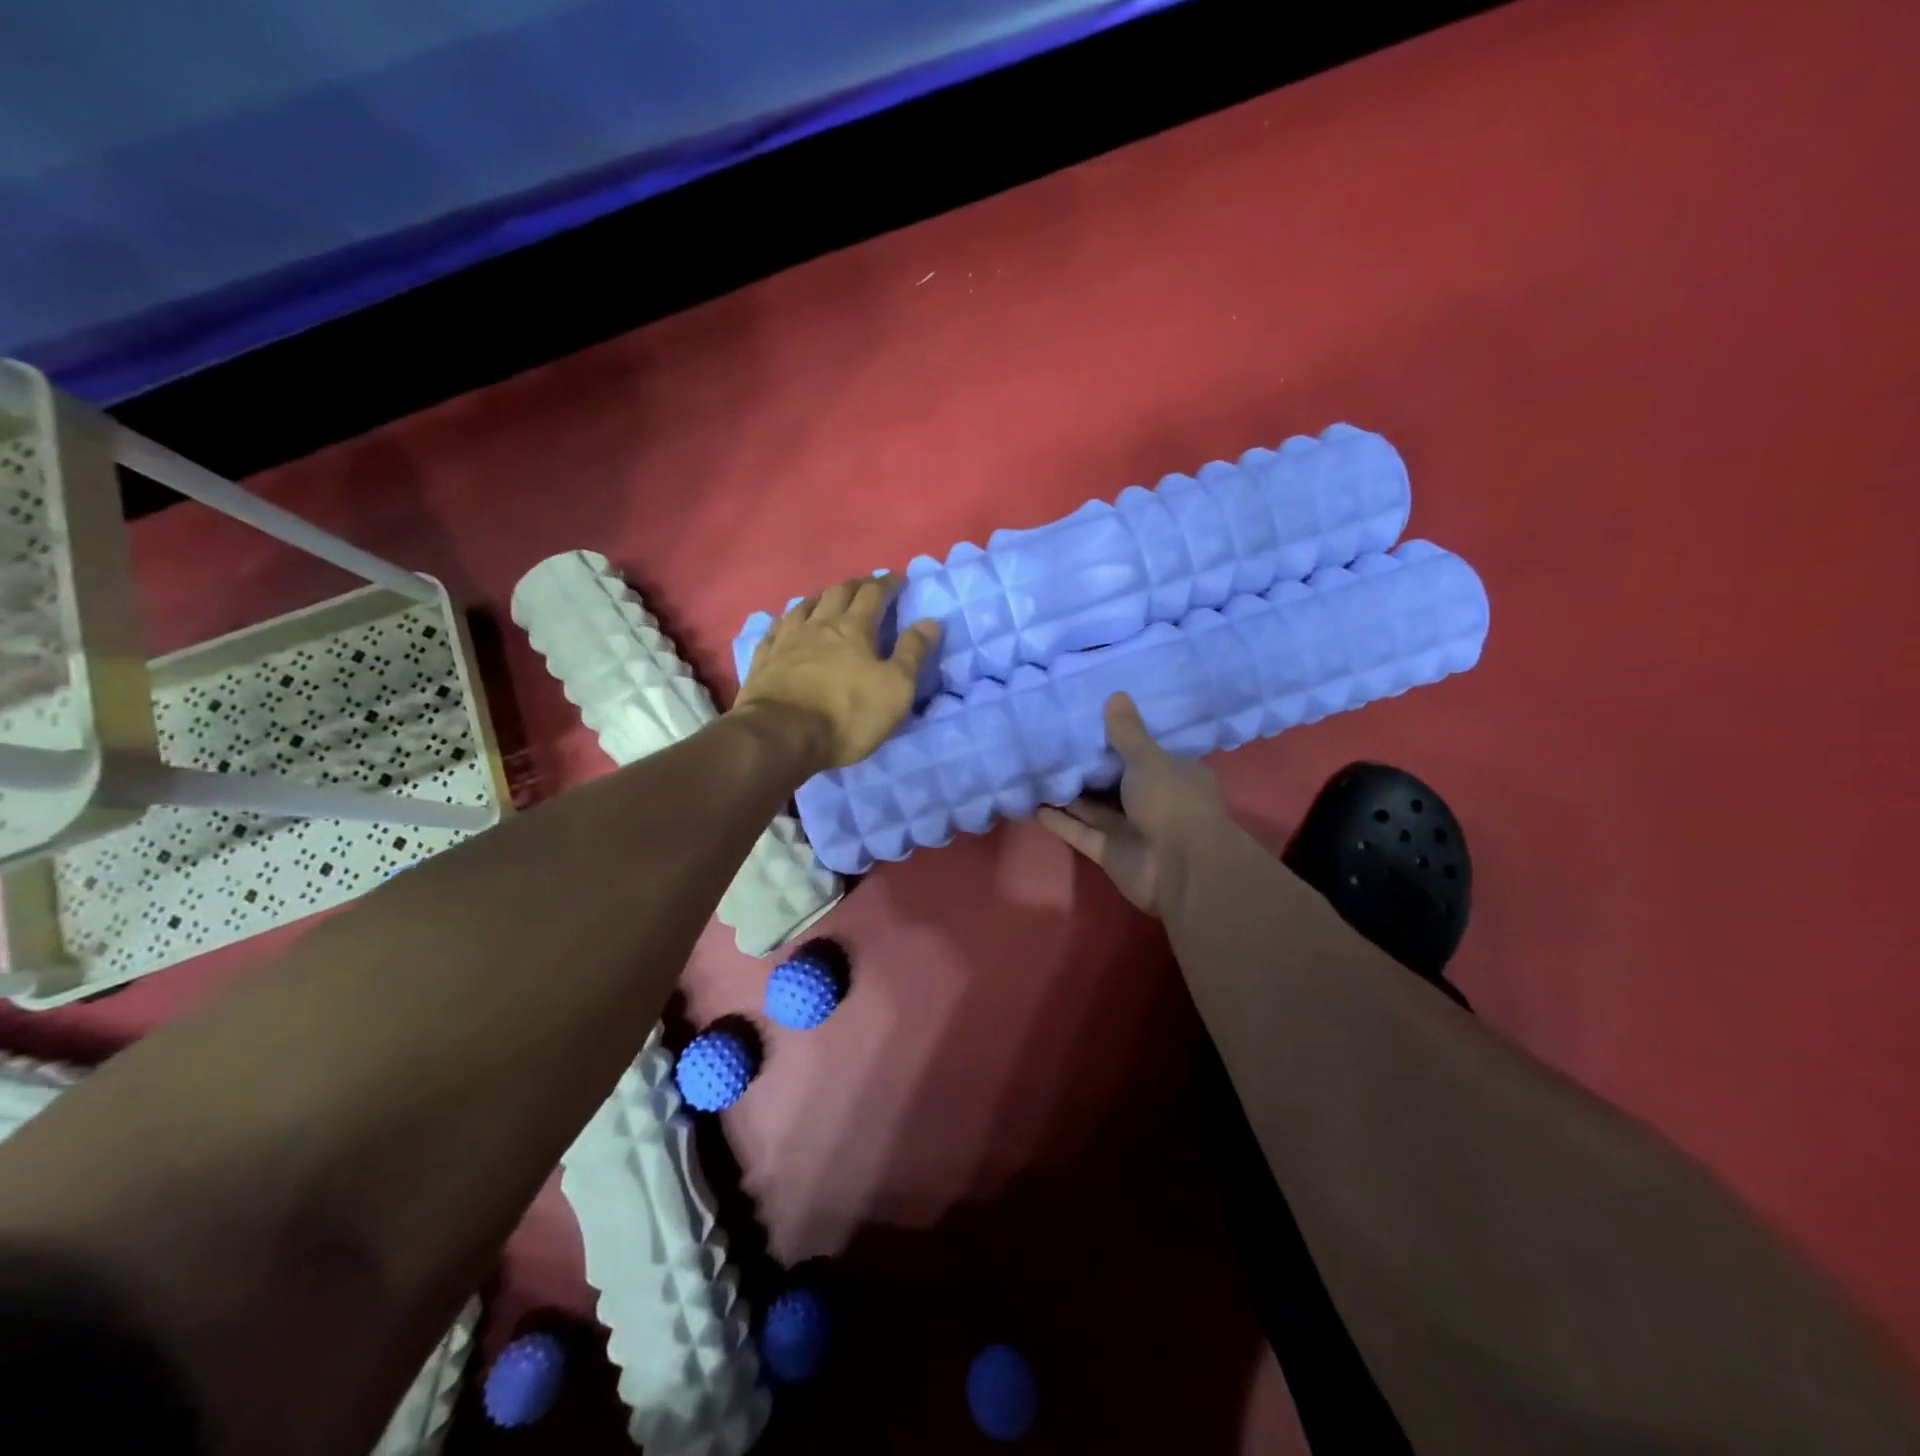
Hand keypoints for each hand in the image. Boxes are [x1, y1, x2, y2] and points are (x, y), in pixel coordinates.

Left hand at [733, 574, 941, 770]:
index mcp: (853, 629)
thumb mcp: (896, 688)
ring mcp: (786, 641)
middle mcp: (818, 626)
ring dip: (820, 597)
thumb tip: (930, 621)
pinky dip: (785, 621)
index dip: (887, 584)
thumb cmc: (847, 714)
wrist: (782, 735)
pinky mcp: (763, 661)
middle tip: (866, 583)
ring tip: (827, 597)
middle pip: (837, 594)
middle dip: (855, 585)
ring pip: (803, 607)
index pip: (873, 595)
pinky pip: (773, 630)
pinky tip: (784, 623)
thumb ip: (913, 653)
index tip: (897, 578)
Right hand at [1038, 693, 1229, 917]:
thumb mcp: (1149, 759)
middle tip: (1053, 742)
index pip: (1145, 752)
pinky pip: (1082, 832)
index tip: (1090, 721)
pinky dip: (1061, 821)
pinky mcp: (1111, 852)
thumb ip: (1127, 732)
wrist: (1181, 869)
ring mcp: (1132, 829)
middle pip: (1116, 780)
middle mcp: (1154, 800)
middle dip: (1089, 766)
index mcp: (1173, 774)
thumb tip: (1115, 694)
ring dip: (1070, 794)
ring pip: (1095, 808)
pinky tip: (1035, 805)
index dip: (1121, 739)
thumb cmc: (1172, 803)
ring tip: (1038, 770)